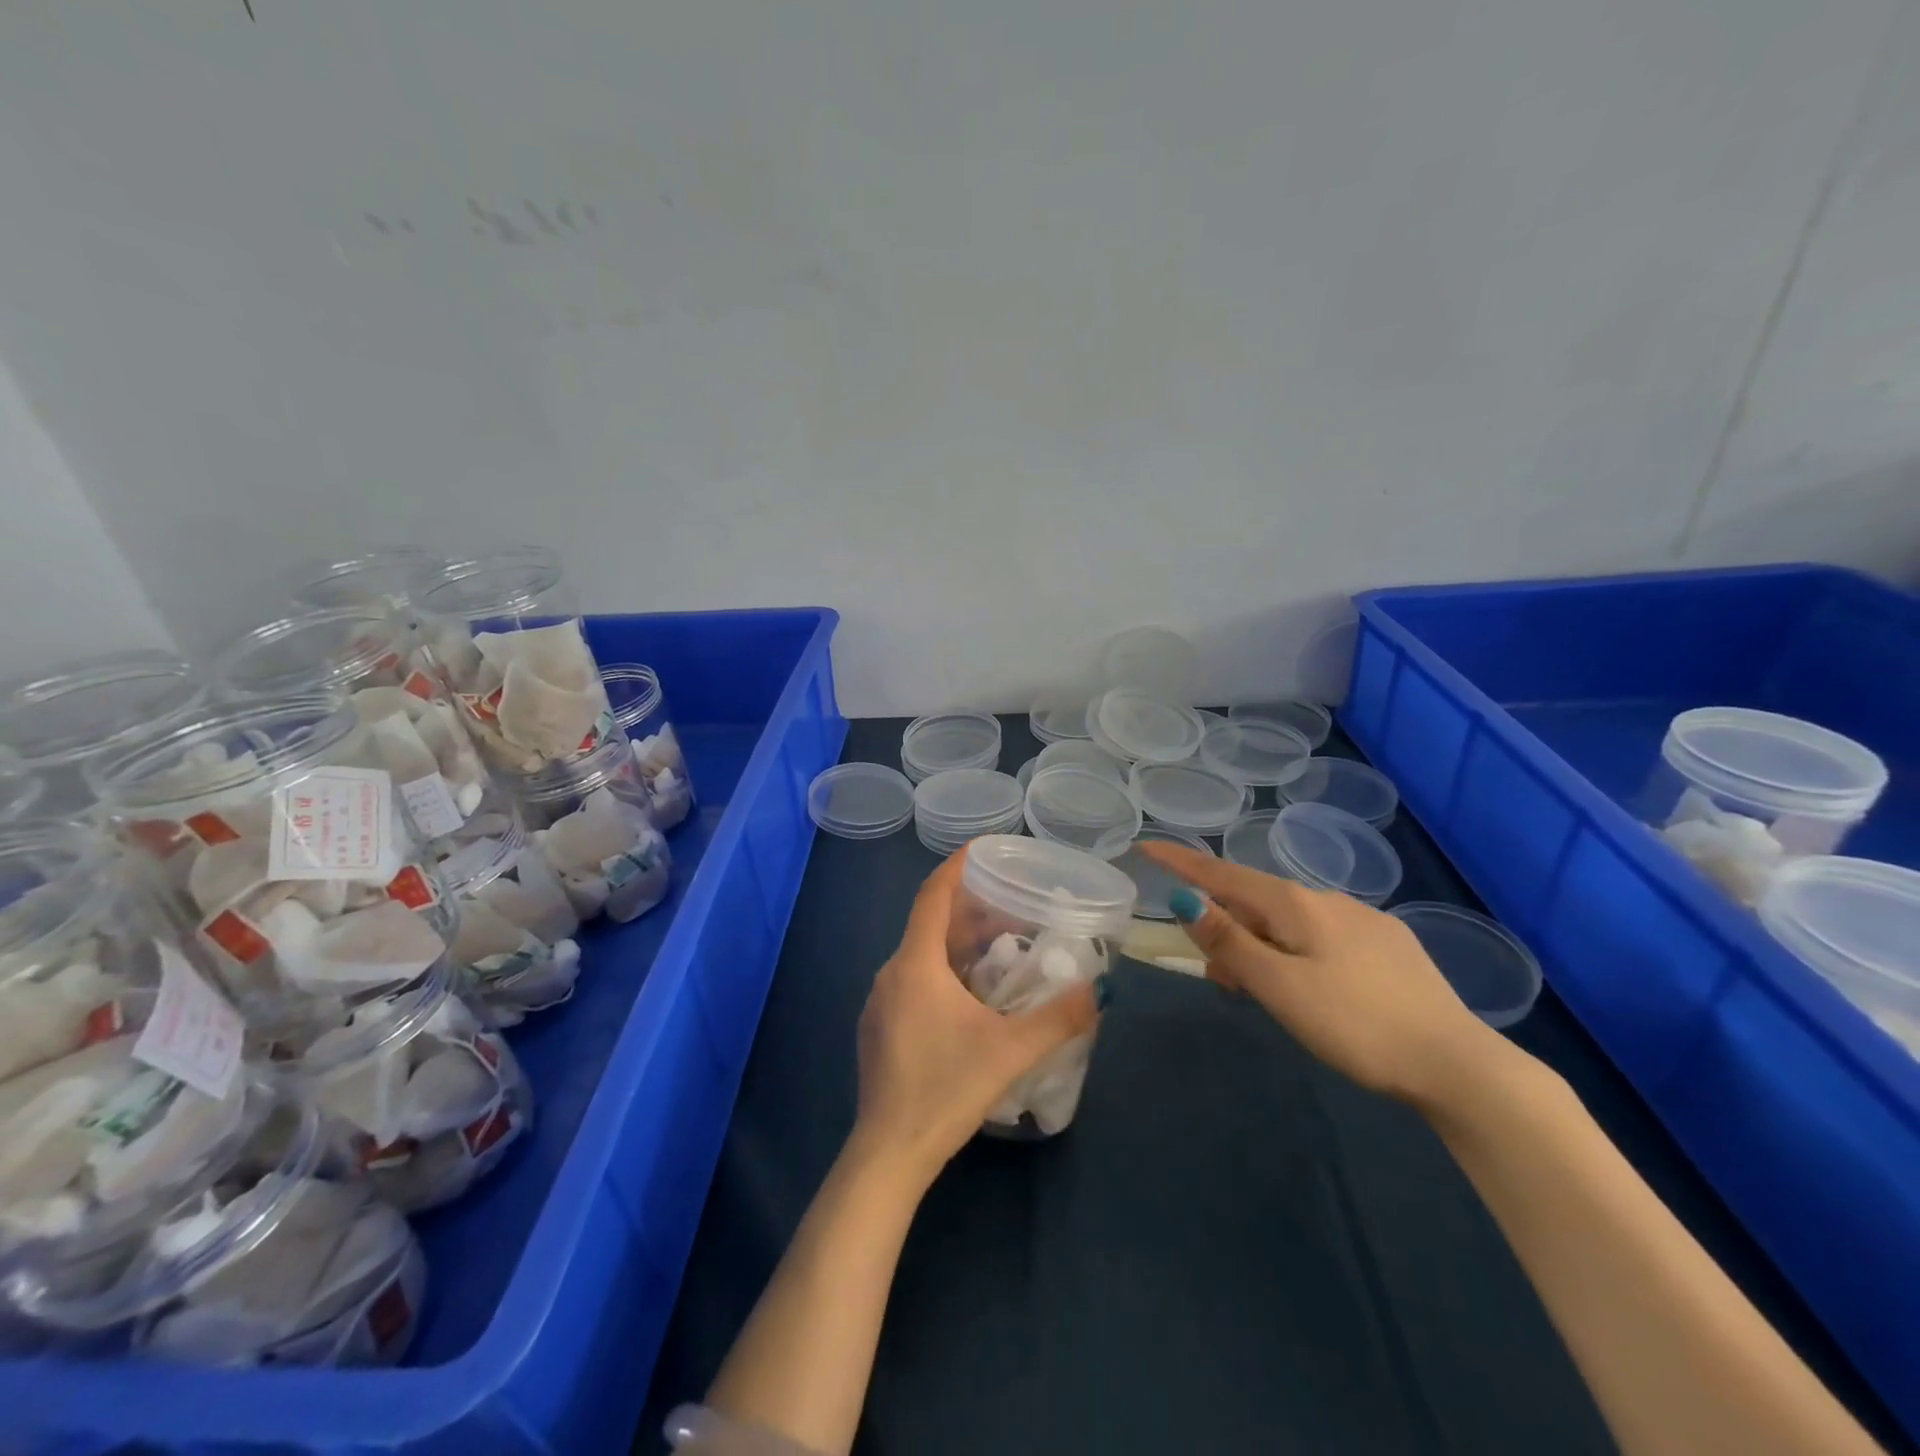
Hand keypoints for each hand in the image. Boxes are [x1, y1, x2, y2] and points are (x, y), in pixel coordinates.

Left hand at [852, 852, 1098, 1184]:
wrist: (888, 1154)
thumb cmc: (945, 1089)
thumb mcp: (1010, 1051)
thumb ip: (1057, 1019)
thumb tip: (1098, 991)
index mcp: (915, 964)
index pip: (933, 896)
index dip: (956, 867)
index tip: (982, 848)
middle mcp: (891, 973)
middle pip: (930, 924)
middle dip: (969, 911)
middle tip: (1011, 908)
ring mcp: (879, 1002)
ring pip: (921, 955)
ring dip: (957, 945)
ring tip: (999, 951)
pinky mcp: (878, 1028)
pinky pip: (912, 981)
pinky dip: (942, 972)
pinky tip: (970, 998)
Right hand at [1138, 843, 1499, 1106]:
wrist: (1457, 1063)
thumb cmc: (1354, 1024)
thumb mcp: (1278, 986)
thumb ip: (1229, 941)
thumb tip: (1184, 897)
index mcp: (1294, 905)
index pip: (1222, 873)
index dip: (1180, 861)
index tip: (1145, 846)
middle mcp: (1326, 899)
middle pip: (1254, 901)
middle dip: (1225, 928)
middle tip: (1219, 980)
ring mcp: (1362, 920)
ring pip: (1289, 921)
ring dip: (1260, 945)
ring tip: (1263, 993)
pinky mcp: (1388, 945)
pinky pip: (1321, 935)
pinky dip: (1294, 951)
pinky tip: (1313, 988)